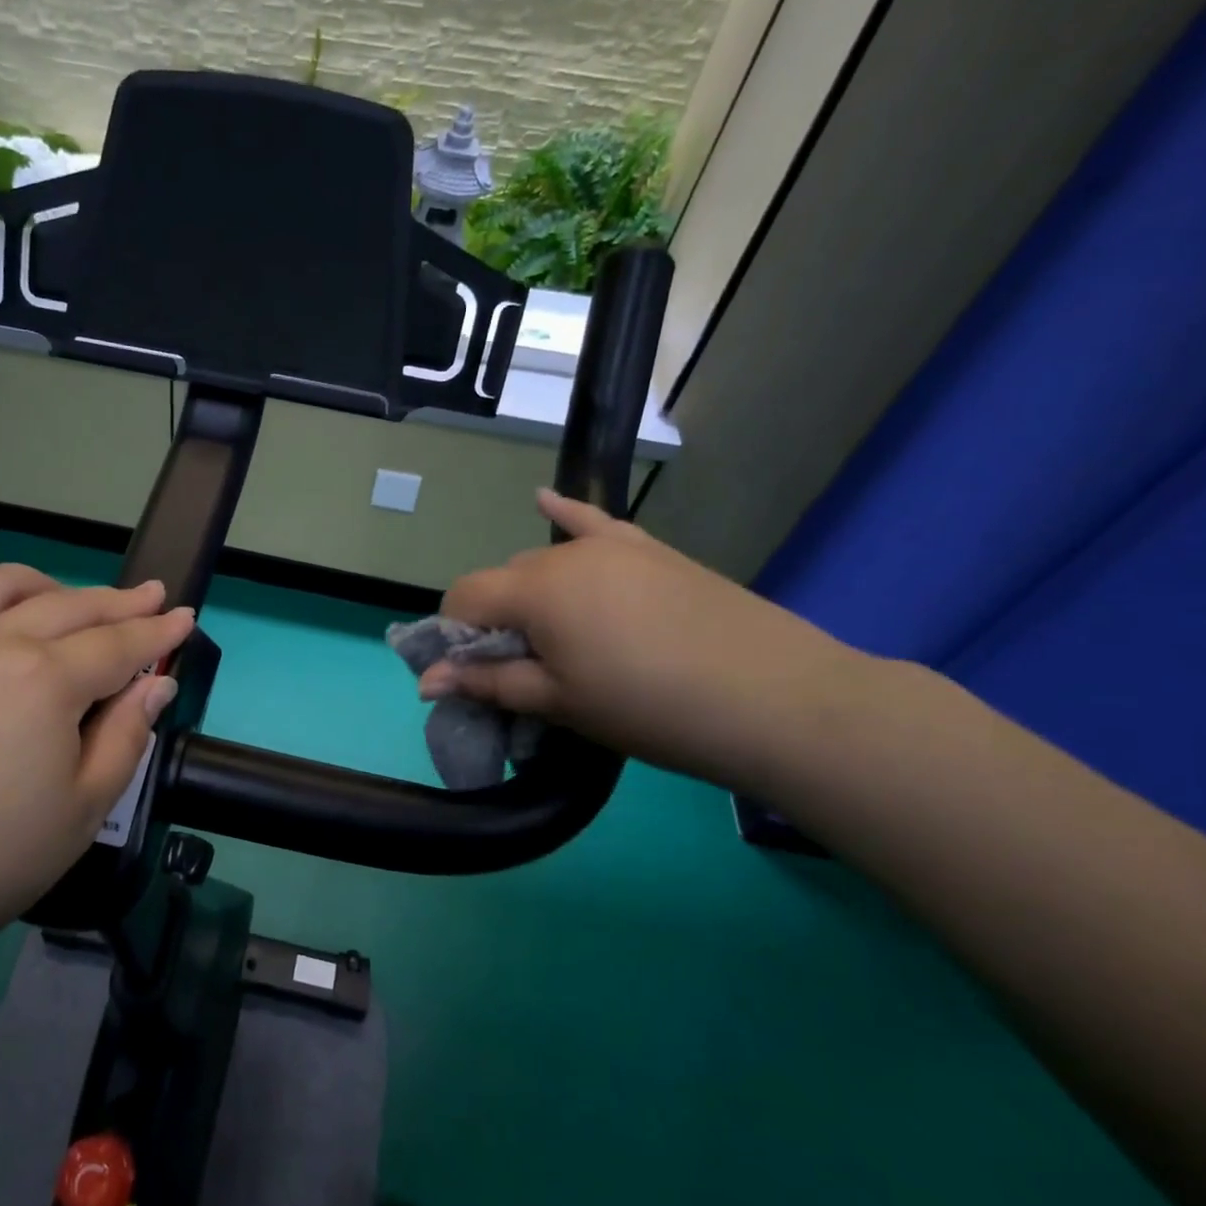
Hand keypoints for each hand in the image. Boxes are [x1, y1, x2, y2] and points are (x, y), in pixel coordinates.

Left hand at [0, 565, 194, 988]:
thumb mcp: (83, 810)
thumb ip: (127, 736)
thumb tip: (156, 685)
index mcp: (44, 679)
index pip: (118, 644)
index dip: (158, 631)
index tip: (185, 616)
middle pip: (70, 606)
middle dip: (120, 601)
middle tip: (152, 596)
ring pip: (2, 585)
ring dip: (51, 586)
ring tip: (72, 600)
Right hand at [427, 489, 872, 794]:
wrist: (778, 700)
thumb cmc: (651, 708)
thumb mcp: (560, 703)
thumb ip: (488, 683)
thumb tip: (426, 683)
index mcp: (534, 590)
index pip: (463, 597)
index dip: (454, 637)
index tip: (473, 676)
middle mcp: (565, 553)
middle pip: (504, 581)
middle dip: (497, 622)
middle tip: (526, 673)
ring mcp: (613, 546)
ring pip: (545, 563)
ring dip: (533, 597)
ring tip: (560, 642)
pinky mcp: (651, 550)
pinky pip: (595, 523)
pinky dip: (567, 515)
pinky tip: (544, 497)